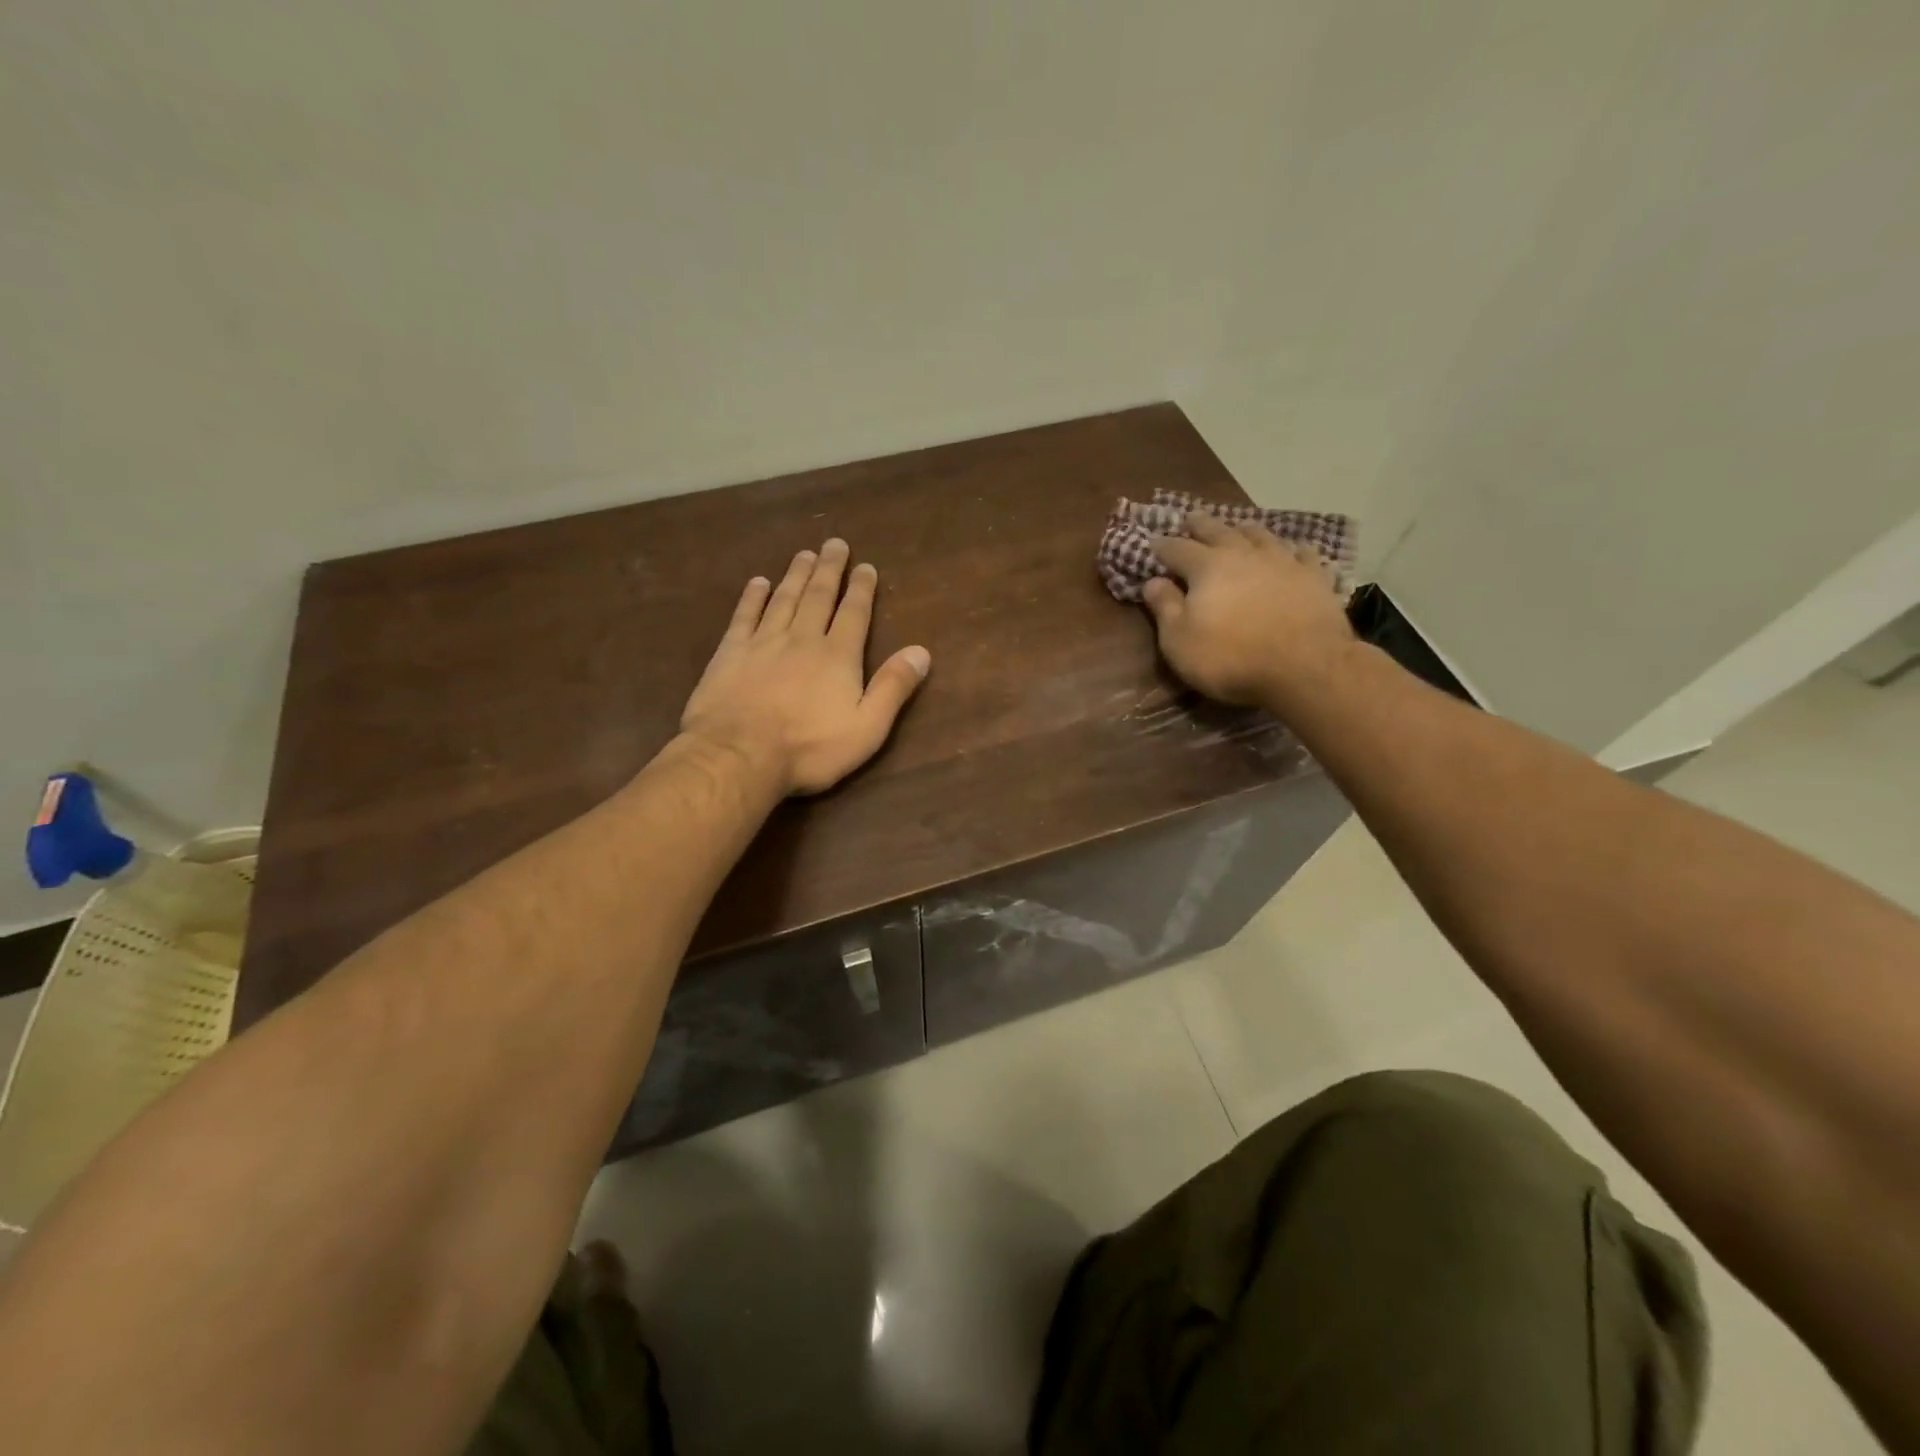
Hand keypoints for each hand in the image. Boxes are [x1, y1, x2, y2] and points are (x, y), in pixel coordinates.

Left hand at [681, 539, 930, 795]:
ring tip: (804, 554)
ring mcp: (763, 643)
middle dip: (829, 569)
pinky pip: (744, 616)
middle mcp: (802, 639)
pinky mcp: (730, 653)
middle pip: (819, 596)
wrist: (739, 754)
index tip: (866, 567)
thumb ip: (893, 688)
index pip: (853, 613)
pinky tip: (758, 582)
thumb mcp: (867, 728)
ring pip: (784, 599)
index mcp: (837, 656)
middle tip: (834, 544)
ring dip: (795, 575)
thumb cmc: (809, 748)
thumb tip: (922, 652)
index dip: (861, 589)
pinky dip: (752, 597)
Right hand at [1143, 512, 1354, 708]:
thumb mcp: (1179, 641)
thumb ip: (1164, 607)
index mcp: (1207, 567)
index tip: (1151, 543)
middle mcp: (1244, 554)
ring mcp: (1283, 561)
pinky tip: (1292, 552)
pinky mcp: (1315, 577)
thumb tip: (1152, 581)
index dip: (1161, 546)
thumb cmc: (1230, 657)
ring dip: (1244, 530)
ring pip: (1260, 535)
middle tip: (1190, 519)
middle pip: (1218, 530)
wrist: (1305, 667)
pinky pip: (1302, 554)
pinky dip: (1292, 550)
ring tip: (1238, 528)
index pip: (1177, 548)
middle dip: (1200, 525)